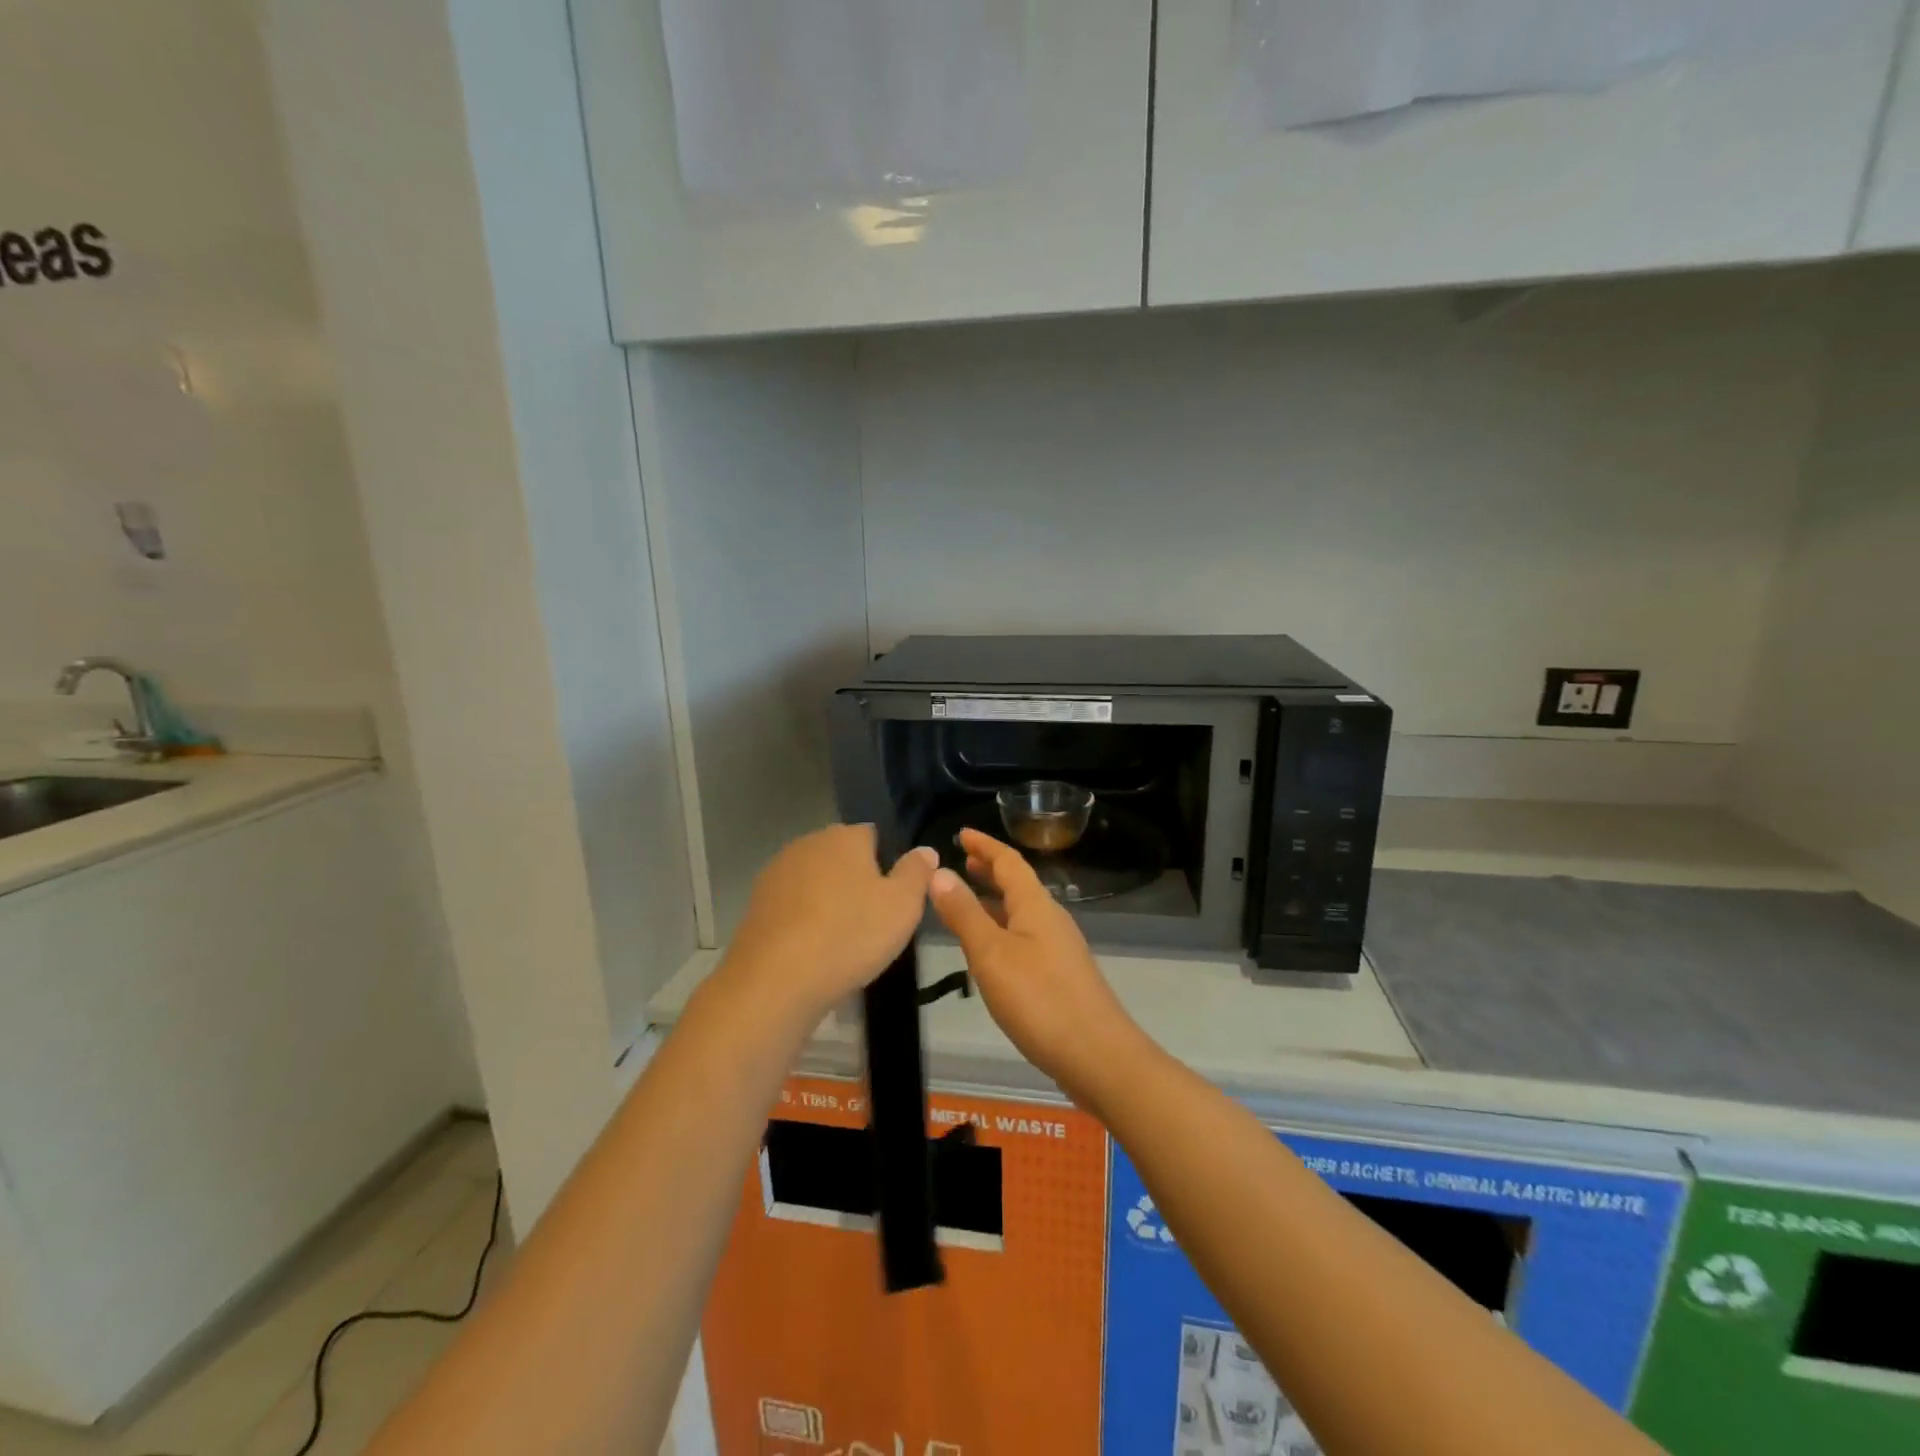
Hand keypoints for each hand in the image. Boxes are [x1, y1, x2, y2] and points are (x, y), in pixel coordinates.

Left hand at [720, 824, 938, 1025]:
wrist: (775, 980)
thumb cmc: (850, 935)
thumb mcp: (903, 905)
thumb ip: (917, 872)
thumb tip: (925, 850)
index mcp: (845, 836)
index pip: (874, 835)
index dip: (887, 864)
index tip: (893, 899)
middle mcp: (808, 843)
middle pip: (842, 857)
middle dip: (856, 882)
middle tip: (872, 923)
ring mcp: (777, 872)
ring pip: (815, 882)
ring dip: (828, 902)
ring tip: (841, 942)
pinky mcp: (756, 904)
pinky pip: (792, 906)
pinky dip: (803, 921)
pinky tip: (811, 951)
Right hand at [929, 829, 1143, 1093]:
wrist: (1097, 1055)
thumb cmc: (1040, 999)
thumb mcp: (991, 954)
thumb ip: (964, 914)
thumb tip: (939, 872)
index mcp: (1035, 905)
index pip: (1008, 861)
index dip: (984, 845)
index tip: (962, 833)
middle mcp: (1050, 918)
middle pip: (1018, 883)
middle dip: (990, 870)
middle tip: (963, 861)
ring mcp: (1059, 947)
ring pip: (1021, 911)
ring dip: (995, 900)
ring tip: (967, 901)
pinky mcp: (1060, 975)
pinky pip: (1025, 936)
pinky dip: (1002, 928)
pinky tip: (990, 950)